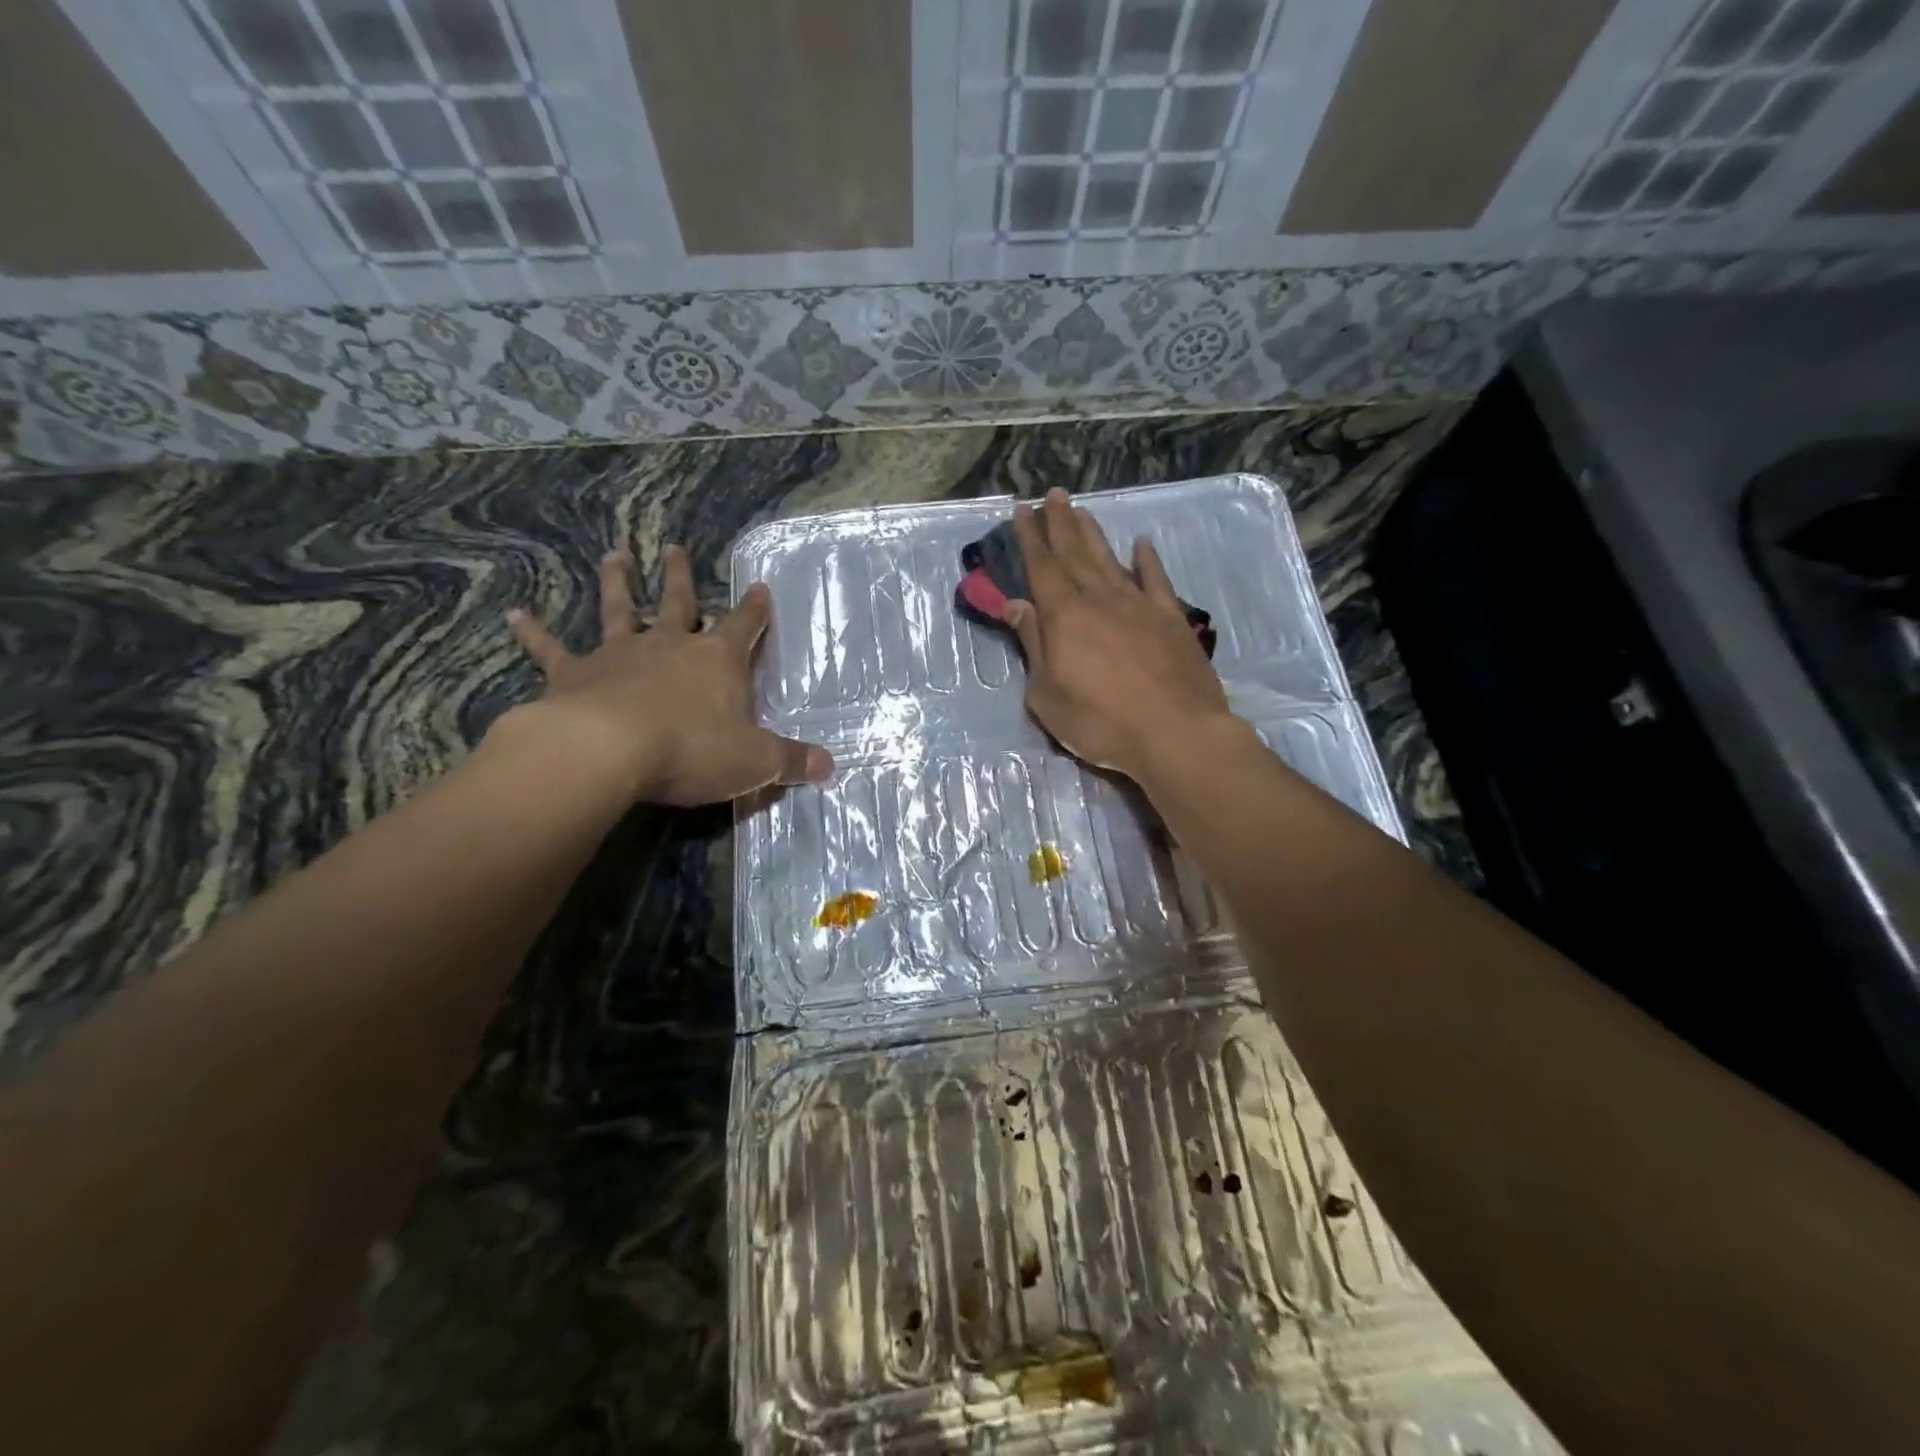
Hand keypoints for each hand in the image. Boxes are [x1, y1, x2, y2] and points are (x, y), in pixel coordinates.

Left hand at [503, 544, 832, 805]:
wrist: (609, 750)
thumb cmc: (693, 750)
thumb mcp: (755, 761)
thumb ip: (792, 761)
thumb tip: (831, 765)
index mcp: (717, 660)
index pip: (744, 626)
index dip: (755, 609)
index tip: (760, 587)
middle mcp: (669, 645)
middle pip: (679, 602)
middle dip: (681, 576)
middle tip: (675, 547)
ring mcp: (619, 655)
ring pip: (619, 609)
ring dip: (617, 583)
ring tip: (614, 556)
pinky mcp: (573, 674)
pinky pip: (551, 649)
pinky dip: (533, 633)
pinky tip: (514, 615)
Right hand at [1004, 490, 1233, 781]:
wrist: (1175, 733)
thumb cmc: (1100, 722)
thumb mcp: (1047, 694)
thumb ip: (1033, 645)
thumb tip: (1017, 606)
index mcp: (1064, 616)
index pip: (1042, 567)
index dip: (1030, 537)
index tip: (1022, 510)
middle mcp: (1100, 599)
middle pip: (1075, 553)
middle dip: (1060, 523)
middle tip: (1052, 495)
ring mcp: (1139, 605)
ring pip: (1110, 559)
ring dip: (1093, 534)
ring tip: (1082, 510)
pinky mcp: (1171, 619)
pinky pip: (1156, 580)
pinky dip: (1148, 560)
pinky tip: (1141, 544)